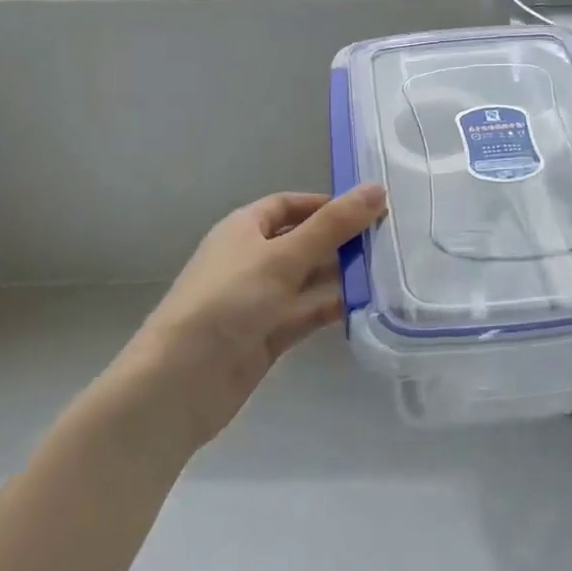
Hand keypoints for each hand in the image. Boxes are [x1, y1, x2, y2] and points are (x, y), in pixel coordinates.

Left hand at [97, 185, 386, 454]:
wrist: (180, 382)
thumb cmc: (228, 301)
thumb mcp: (283, 256)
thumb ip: (333, 225)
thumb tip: (376, 188)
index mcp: (244, 228)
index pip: (290, 205)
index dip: (327, 205)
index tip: (369, 210)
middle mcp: (251, 259)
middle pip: (303, 242)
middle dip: (341, 242)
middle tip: (390, 242)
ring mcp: (259, 300)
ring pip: (308, 280)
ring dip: (342, 277)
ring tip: (389, 273)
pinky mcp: (267, 336)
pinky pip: (306, 313)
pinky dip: (332, 308)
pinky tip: (368, 306)